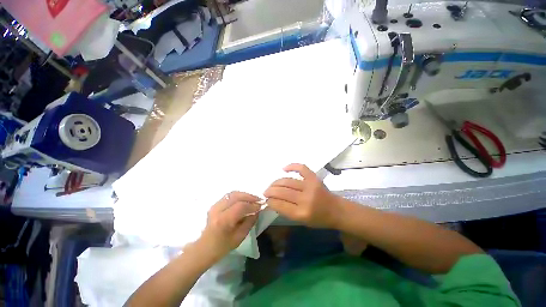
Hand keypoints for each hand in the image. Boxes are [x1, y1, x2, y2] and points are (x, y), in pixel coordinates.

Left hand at [198, 191, 260, 258]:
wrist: (204, 248)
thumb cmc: (222, 246)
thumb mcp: (240, 237)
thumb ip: (250, 221)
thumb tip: (257, 210)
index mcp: (223, 220)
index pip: (241, 206)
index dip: (252, 205)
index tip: (261, 206)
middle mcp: (218, 209)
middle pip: (236, 196)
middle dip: (249, 196)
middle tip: (258, 199)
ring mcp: (215, 205)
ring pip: (232, 193)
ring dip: (244, 195)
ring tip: (252, 199)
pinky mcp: (215, 204)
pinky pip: (229, 196)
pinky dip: (238, 196)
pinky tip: (244, 200)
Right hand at [264, 164, 341, 228]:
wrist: (336, 210)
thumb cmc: (318, 219)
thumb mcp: (301, 221)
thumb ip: (286, 211)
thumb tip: (271, 200)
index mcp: (302, 213)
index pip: (280, 205)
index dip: (270, 201)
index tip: (266, 199)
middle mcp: (305, 199)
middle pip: (282, 192)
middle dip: (270, 191)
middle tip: (266, 191)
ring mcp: (310, 186)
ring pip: (287, 181)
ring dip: (276, 182)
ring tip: (272, 185)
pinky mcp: (314, 177)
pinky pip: (301, 168)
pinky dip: (291, 166)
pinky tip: (283, 169)